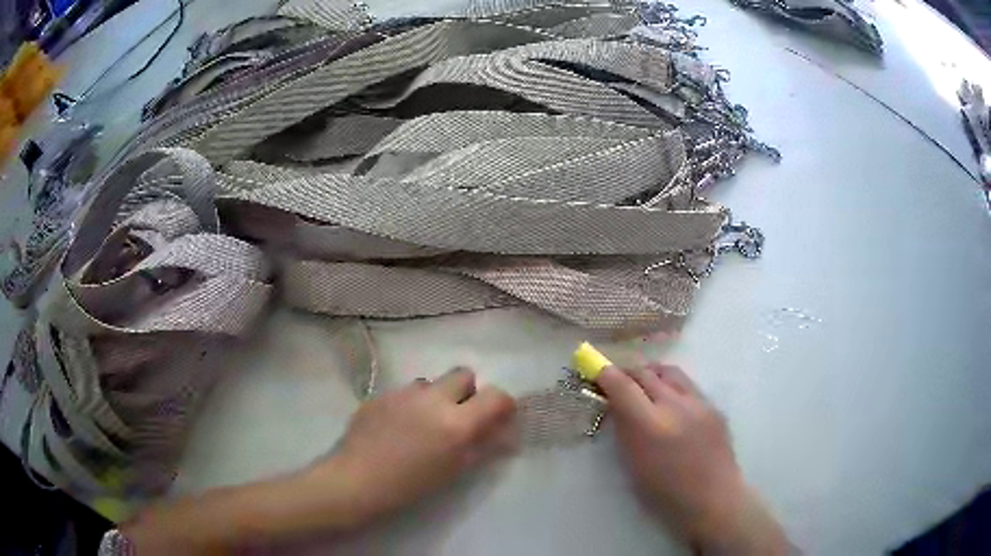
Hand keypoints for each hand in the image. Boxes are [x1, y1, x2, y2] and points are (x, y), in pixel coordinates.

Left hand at [311, 367, 516, 525]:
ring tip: (422, 425)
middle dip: (467, 392)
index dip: (502, 406)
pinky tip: (396, 428)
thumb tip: (503, 433)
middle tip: (458, 419)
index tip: (497, 419)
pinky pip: (405, 392)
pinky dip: (410, 404)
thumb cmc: (409, 486)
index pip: (496, 396)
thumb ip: (482, 447)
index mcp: (456, 422)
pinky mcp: (380, 393)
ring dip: (435, 398)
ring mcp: (403, 392)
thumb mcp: (454, 471)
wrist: (355, 480)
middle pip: (463, 374)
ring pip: (431, 383)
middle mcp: (432, 398)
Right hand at [597, 364, 787, 553]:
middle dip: (627, 372)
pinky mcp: (714, 406)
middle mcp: (675, 406)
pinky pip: (688, 386)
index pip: (622, 385)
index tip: (595, 370)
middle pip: (645, 372)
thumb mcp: (633, 465)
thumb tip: (615, 404)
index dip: (606, 374)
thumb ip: (624, 429)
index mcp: (650, 426)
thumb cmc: (665, 493)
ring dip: (652, 374)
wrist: (712, 499)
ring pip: (669, 372)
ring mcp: (699, 403)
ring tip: (645, 386)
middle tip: (617, 381)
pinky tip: (672, 406)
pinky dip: (672, 387)